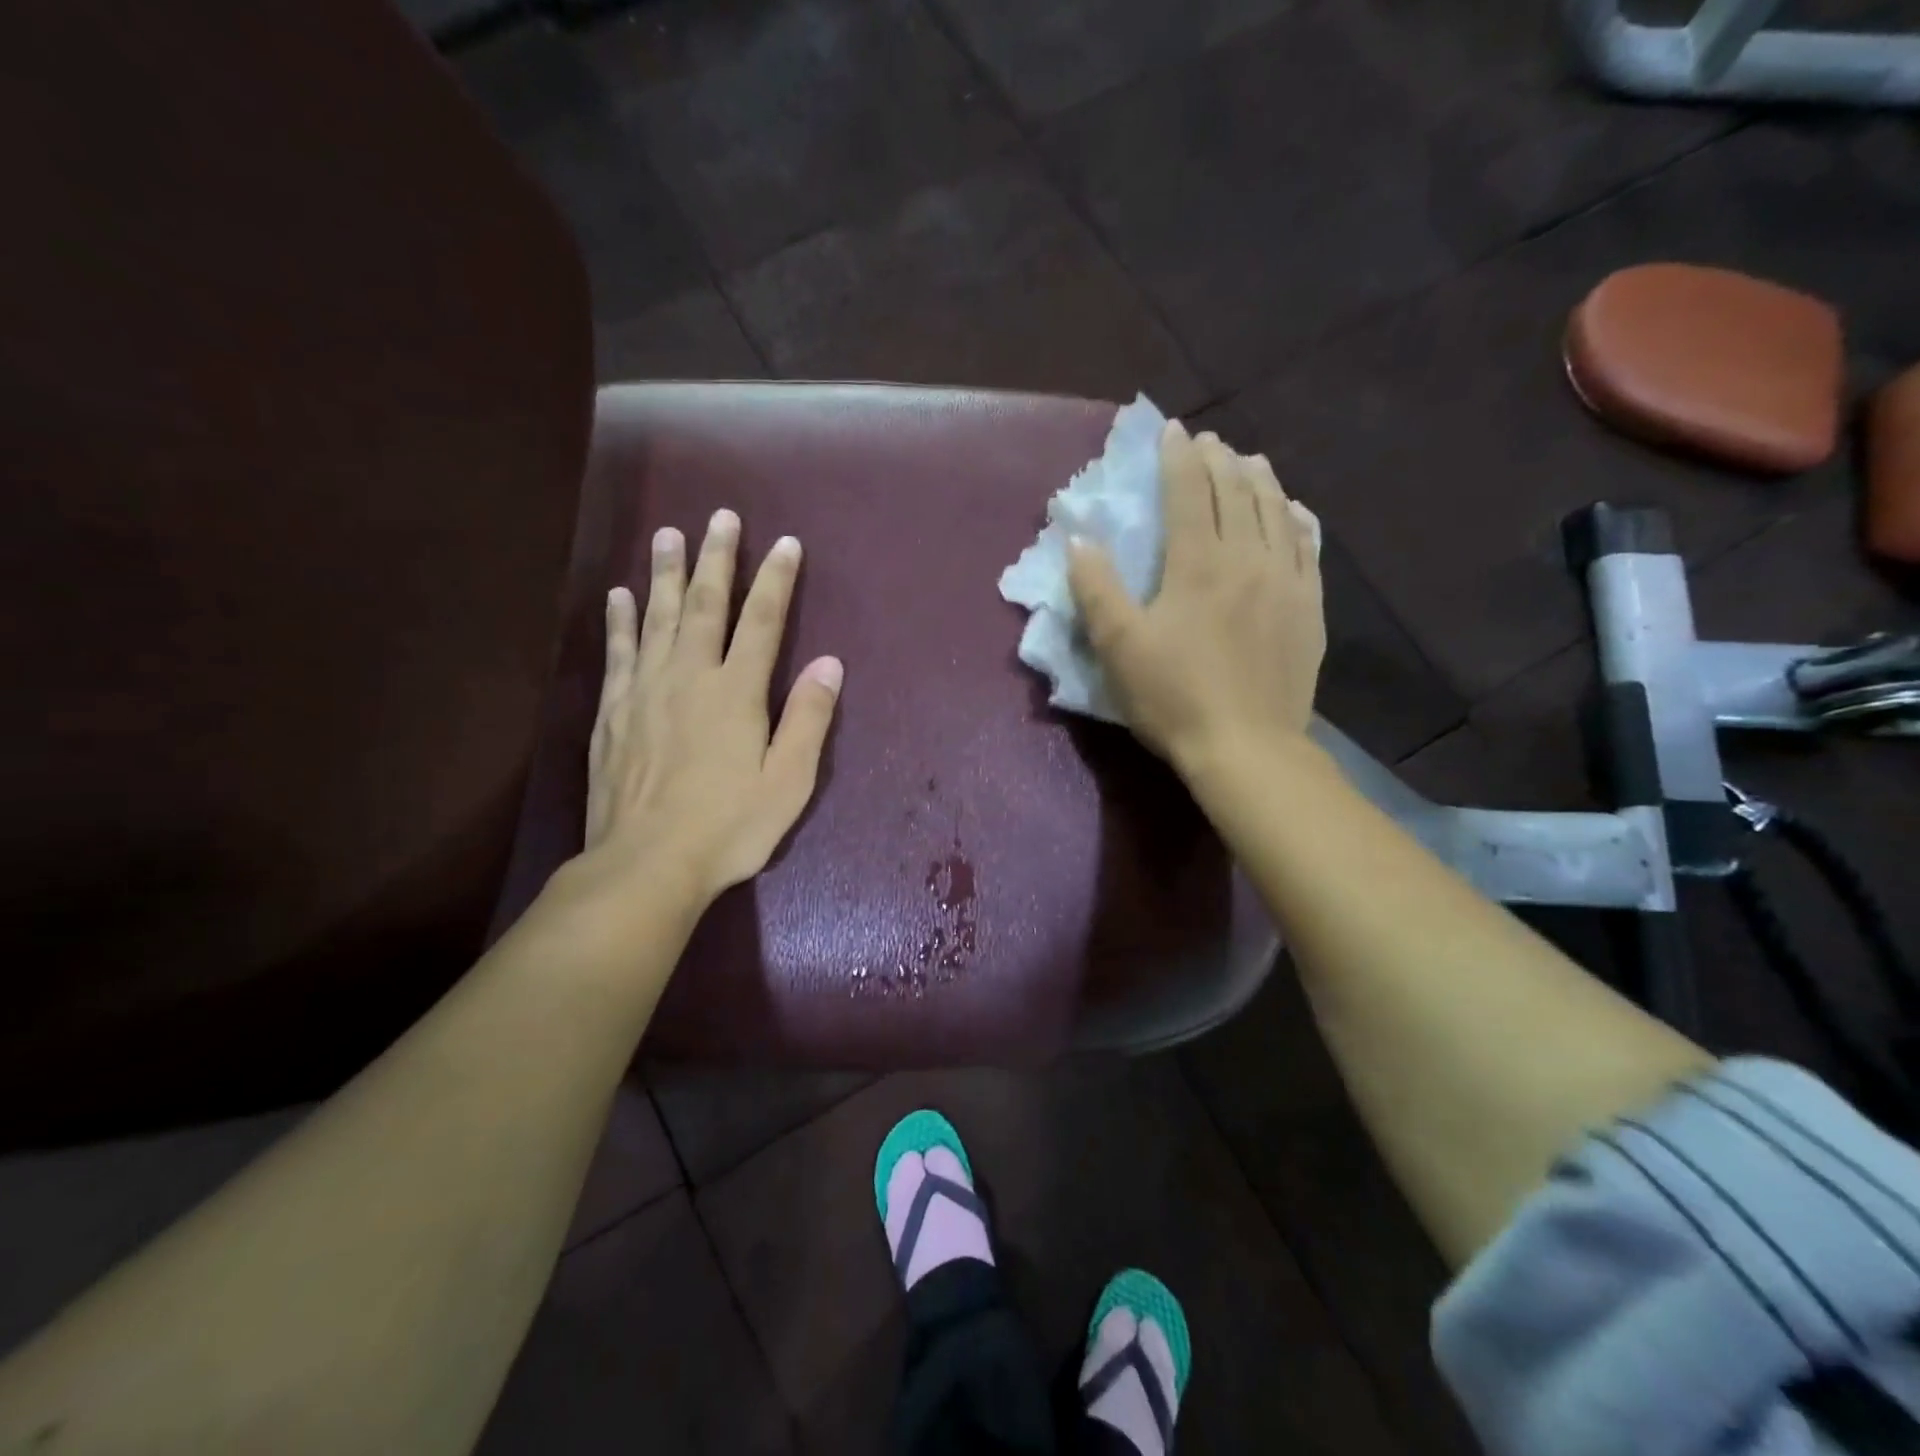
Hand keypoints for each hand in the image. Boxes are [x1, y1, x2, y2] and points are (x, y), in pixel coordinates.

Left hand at [577, 509, 842, 909]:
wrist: (645, 864)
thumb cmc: (728, 827)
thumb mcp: (788, 781)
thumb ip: (808, 719)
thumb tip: (829, 663)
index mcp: (737, 692)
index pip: (763, 622)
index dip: (776, 580)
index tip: (786, 544)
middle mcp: (689, 677)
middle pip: (706, 605)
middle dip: (717, 559)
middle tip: (721, 517)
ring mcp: (644, 691)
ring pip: (657, 617)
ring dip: (666, 573)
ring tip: (668, 534)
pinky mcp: (612, 712)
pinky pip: (618, 651)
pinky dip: (620, 619)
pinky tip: (619, 595)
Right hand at [1068, 420, 1324, 773]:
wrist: (1247, 747)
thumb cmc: (1173, 698)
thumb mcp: (1118, 648)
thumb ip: (1096, 589)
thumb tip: (1078, 540)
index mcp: (1197, 564)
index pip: (1188, 492)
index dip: (1178, 457)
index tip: (1173, 430)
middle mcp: (1246, 558)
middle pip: (1235, 493)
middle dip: (1219, 460)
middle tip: (1209, 440)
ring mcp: (1286, 581)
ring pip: (1276, 512)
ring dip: (1260, 480)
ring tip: (1250, 461)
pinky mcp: (1310, 608)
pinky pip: (1309, 548)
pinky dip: (1297, 519)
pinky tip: (1294, 511)